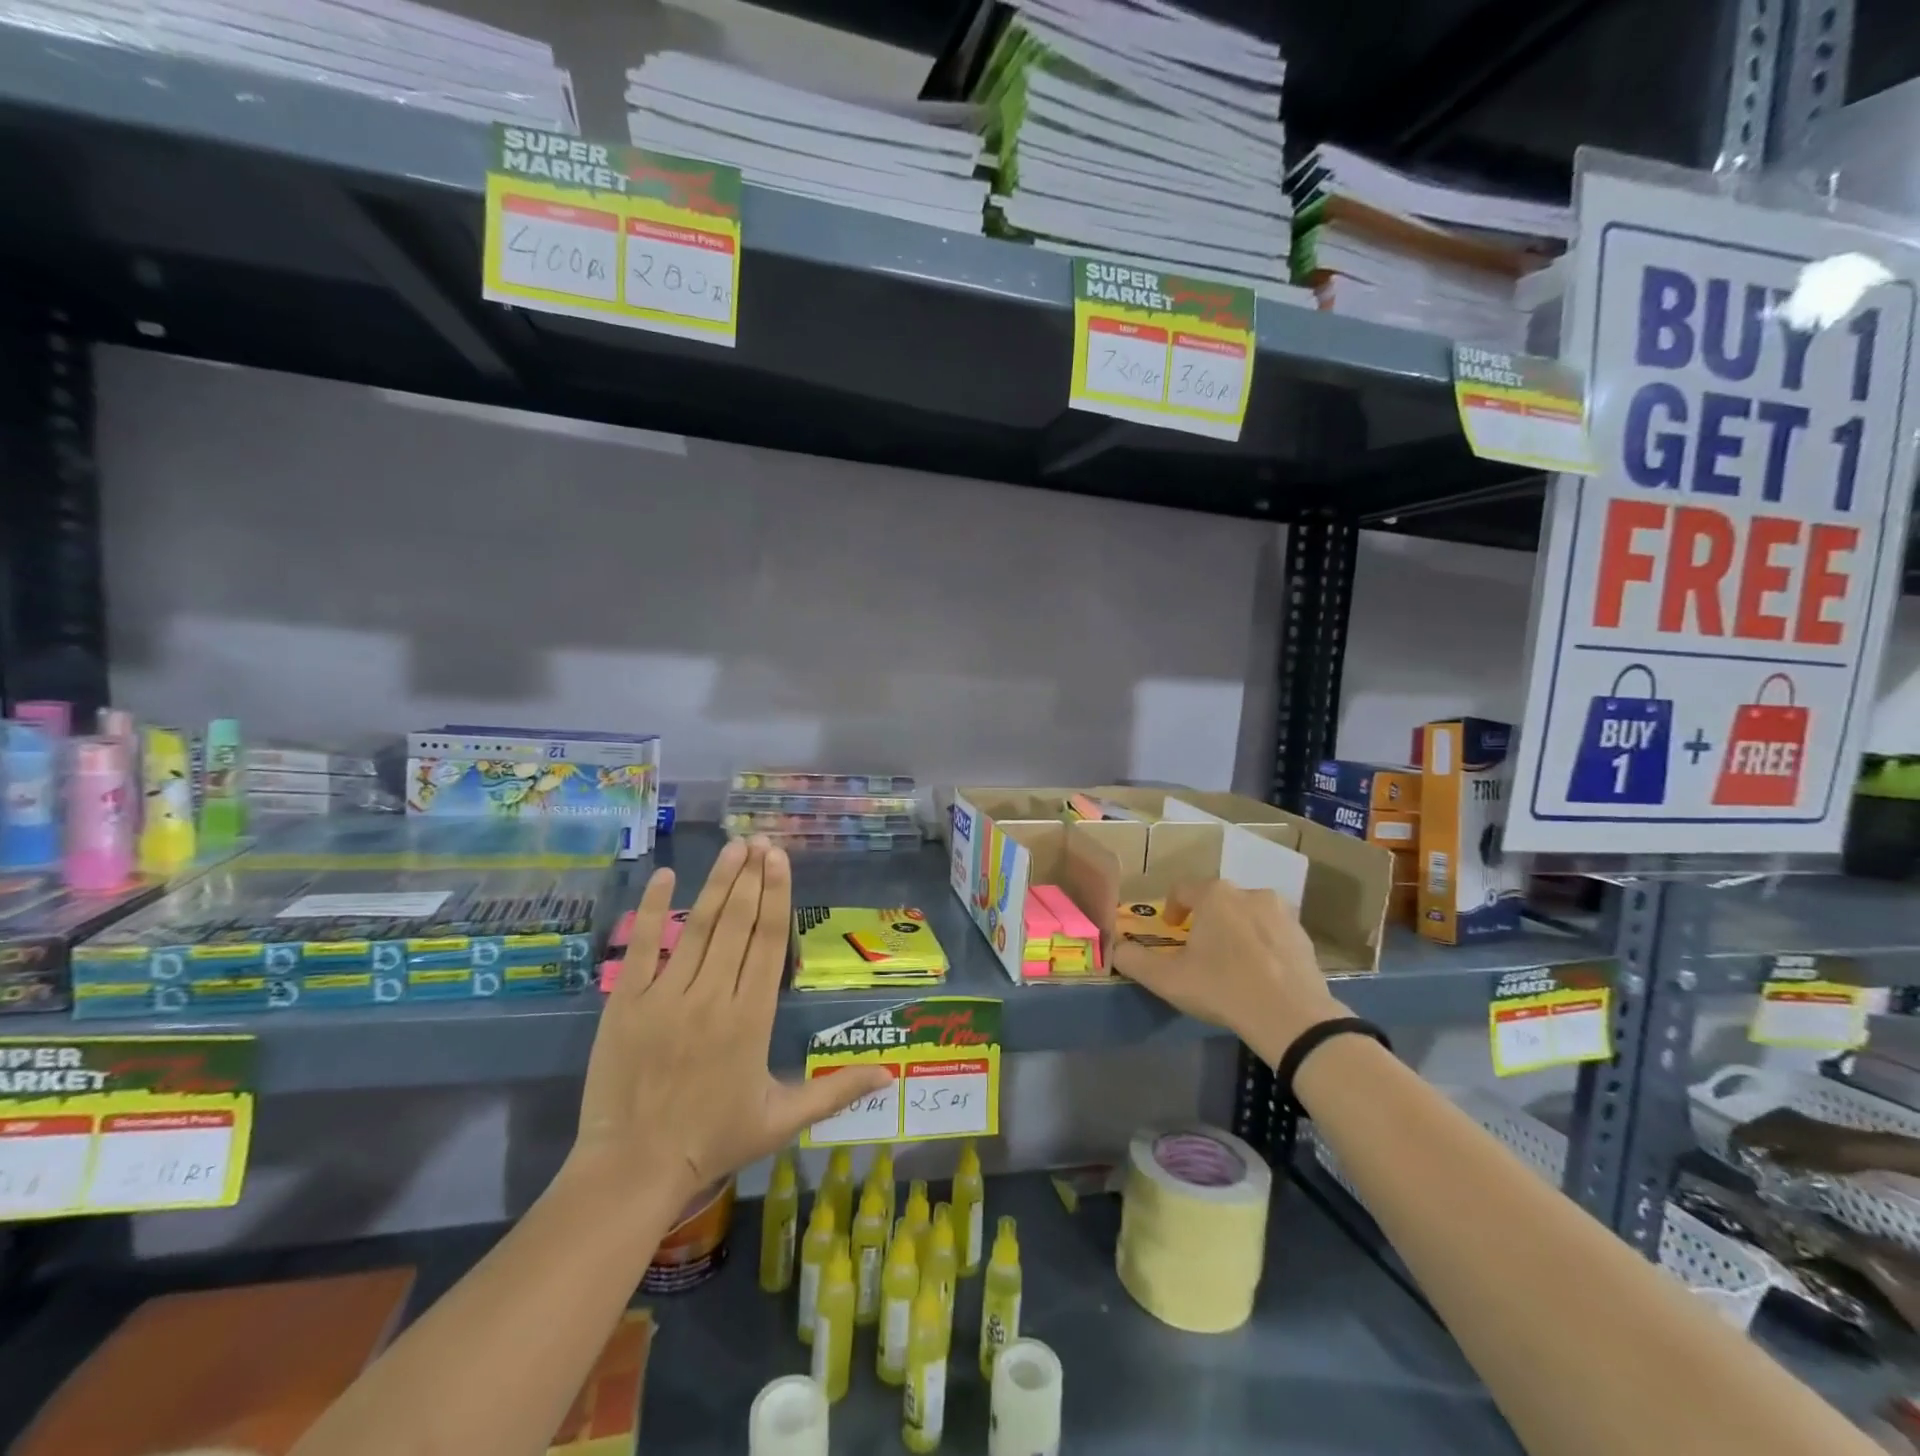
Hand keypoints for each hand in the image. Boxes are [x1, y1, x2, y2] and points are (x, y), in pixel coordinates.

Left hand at [567, 837, 889, 1208]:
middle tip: (760, 839)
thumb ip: (836, 1091)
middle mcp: (713, 996)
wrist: (633, 1169)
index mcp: (751, 1017)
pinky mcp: (627, 1003)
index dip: (777, 895)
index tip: (780, 859)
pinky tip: (663, 876)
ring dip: (718, 883)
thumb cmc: (712, 1141)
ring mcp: (667, 996)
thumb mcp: (782, 1120)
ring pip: (700, 926)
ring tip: (732, 847)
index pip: (769, 942)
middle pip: (738, 923)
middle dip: (751, 876)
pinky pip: (643, 947)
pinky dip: (653, 910)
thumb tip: (891, 1074)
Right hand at [1113, 880, 1347, 1066]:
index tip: (1171, 929)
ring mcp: (1282, 913)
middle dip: (1206, 919)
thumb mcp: (1167, 979)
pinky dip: (1263, 945)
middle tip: (1200, 949)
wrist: (1292, 1018)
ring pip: (1248, 914)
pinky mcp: (1304, 936)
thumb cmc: (1222, 988)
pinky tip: (1260, 973)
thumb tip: (1115, 948)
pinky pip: (1274, 933)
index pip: (1183, 889)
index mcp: (1215, 895)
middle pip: (1218, 900)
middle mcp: (1249, 893)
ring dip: (1236, 929)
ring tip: (1231, 961)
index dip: (1172, 908)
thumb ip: (1133, 960)